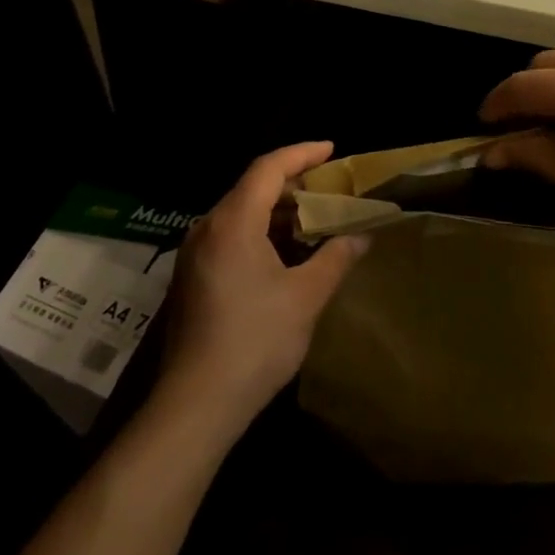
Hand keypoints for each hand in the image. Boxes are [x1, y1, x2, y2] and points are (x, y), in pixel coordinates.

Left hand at [159, 142, 369, 431]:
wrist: (195, 405)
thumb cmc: (255, 341)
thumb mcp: (306, 297)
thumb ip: (336, 258)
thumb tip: (362, 238)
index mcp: (233, 222)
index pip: (268, 168)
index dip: (302, 153)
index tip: (332, 149)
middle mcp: (208, 228)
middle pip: (252, 187)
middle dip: (293, 182)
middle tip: (330, 187)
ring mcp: (195, 254)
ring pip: (241, 213)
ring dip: (278, 210)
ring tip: (315, 217)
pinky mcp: (193, 278)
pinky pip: (231, 236)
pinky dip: (262, 232)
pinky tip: (286, 252)